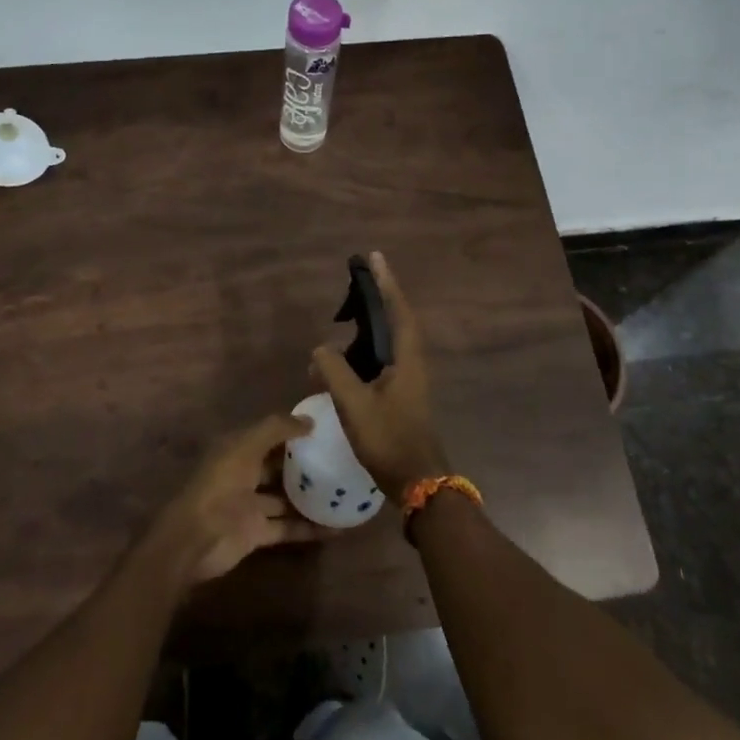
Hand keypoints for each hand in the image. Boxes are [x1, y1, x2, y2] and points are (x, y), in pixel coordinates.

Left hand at [148, 414, 329, 584]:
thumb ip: (276, 429)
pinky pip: (289, 527)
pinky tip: (338, 527)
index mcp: (237, 449)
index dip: (293, 430)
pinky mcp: (258, 533)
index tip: (325, 428)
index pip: (269, 434)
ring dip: (311, 496)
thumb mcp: (246, 446)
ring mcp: (250, 505)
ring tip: (345, 492)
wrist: (196, 539)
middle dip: (305, 463)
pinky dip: (310, 528)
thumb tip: (309, 419)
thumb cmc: (220, 484)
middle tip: (340, 459)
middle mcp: (244, 474)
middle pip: (279, 466)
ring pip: (286, 497)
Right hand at [311, 252, 449, 495]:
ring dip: (369, 327)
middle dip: (377, 299)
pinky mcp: (402, 394)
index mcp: (407, 358)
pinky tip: (343, 362)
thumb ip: (334, 371)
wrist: (419, 481)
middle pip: (396, 320)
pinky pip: (383, 359)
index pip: (398, 309)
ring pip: (389, 342)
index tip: (374, 258)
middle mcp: (412, 362)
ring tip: (343, 320)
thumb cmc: (388, 439)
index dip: (386, 283)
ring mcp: (409, 379)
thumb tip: (320, 349)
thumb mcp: (354, 404)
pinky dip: (365, 351)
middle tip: (354, 285)